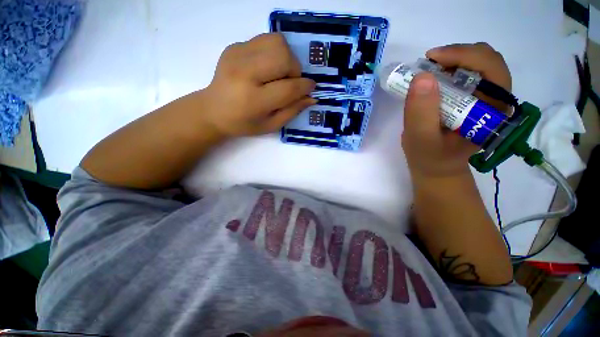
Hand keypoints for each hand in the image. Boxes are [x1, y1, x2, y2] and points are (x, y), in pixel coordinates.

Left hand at [203, 33, 316, 136]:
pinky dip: (273, 52)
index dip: (304, 87)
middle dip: (295, 69)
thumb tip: (311, 98)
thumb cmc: (244, 123)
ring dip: (286, 57)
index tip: (311, 87)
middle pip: (283, 57)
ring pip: (276, 42)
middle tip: (290, 82)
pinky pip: (264, 40)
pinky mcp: (234, 46)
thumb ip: (292, 111)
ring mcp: (237, 55)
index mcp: (254, 100)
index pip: (288, 88)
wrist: (212, 110)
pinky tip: (267, 67)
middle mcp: (244, 73)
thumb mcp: (271, 125)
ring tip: (279, 73)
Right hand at [402, 43, 511, 178]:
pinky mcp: (472, 99)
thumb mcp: (421, 140)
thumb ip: (421, 113)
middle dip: (457, 55)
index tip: (431, 58)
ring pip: (477, 64)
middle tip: (428, 63)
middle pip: (487, 61)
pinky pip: (466, 73)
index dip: (464, 56)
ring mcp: (484, 98)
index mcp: (493, 112)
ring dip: (452, 60)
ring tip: (428, 71)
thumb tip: (422, 77)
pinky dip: (448, 69)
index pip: (492, 70)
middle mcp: (495, 101)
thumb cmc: (430, 158)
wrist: (435, 166)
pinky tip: (433, 78)